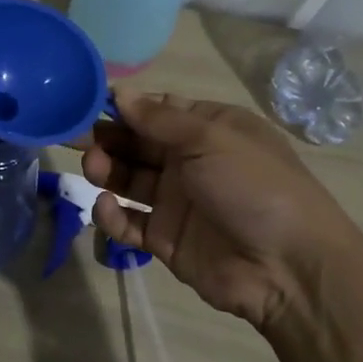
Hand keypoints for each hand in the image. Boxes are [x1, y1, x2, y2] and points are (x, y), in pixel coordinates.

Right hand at [79, 92, 362, 331]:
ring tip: (93, 169)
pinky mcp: (166, 239)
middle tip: (72, 137)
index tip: (88, 104)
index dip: (124, 108)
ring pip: (129, 179)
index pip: (157, 111)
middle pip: (137, 144)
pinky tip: (107, 209)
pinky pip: (130, 222)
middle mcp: (190, 161)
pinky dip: (114, 215)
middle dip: (106, 139)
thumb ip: (159, 119)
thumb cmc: (254, 186)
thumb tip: (120, 93)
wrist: (290, 268)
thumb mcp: (210, 139)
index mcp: (208, 130)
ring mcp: (177, 201)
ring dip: (107, 171)